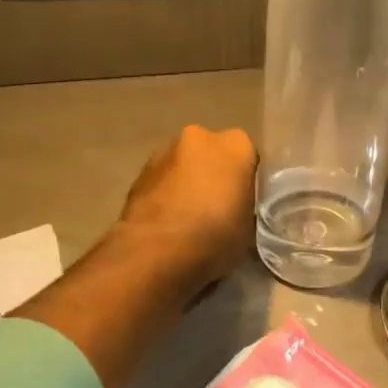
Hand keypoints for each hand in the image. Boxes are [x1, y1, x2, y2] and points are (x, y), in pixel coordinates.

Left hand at [116, 125, 256, 286]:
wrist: (156, 251)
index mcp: (236, 145)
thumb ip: (245, 209)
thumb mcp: (249, 229)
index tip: (244, 203)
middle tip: (218, 208)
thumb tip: (238, 213)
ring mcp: (164, 151)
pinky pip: (162, 180)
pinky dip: (166, 194)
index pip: (249, 157)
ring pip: (184, 165)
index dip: (246, 181)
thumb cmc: (215, 236)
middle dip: (214, 175)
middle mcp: (200, 136)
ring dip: (187, 183)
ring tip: (189, 219)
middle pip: (213, 154)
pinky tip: (168, 222)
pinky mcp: (139, 172)